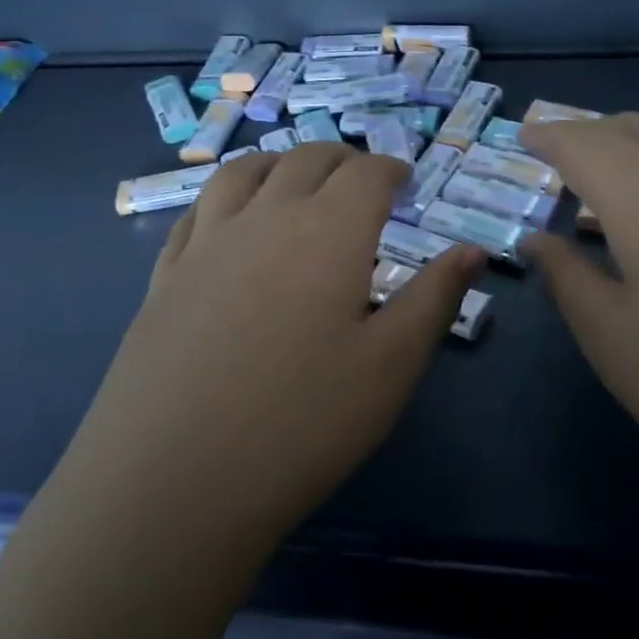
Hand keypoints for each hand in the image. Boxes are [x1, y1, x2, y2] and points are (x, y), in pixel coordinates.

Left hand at [79, 144, 483, 546]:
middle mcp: (265, 218)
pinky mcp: (165, 275)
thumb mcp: (392, 364)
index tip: (405, 181)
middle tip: (361, 178)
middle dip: (342, 159)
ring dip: (279, 162)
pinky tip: (228, 218)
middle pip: (306, 160)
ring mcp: (207, 243)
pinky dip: (225, 195)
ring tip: (295, 176)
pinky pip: (197, 211)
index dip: (390, 169)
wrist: (174, 479)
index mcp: (328, 231)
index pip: (365, 173)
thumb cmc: (304, 422)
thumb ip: (435, 297)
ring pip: (243, 171)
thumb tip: (473, 250)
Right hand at [520, 113, 638, 525]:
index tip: (525, 137)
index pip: (582, 141)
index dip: (548, 136)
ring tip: (611, 191)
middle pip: (632, 128)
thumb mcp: (614, 340)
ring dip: (635, 153)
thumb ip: (566, 277)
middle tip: (560, 161)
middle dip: (589, 136)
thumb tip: (538, 238)